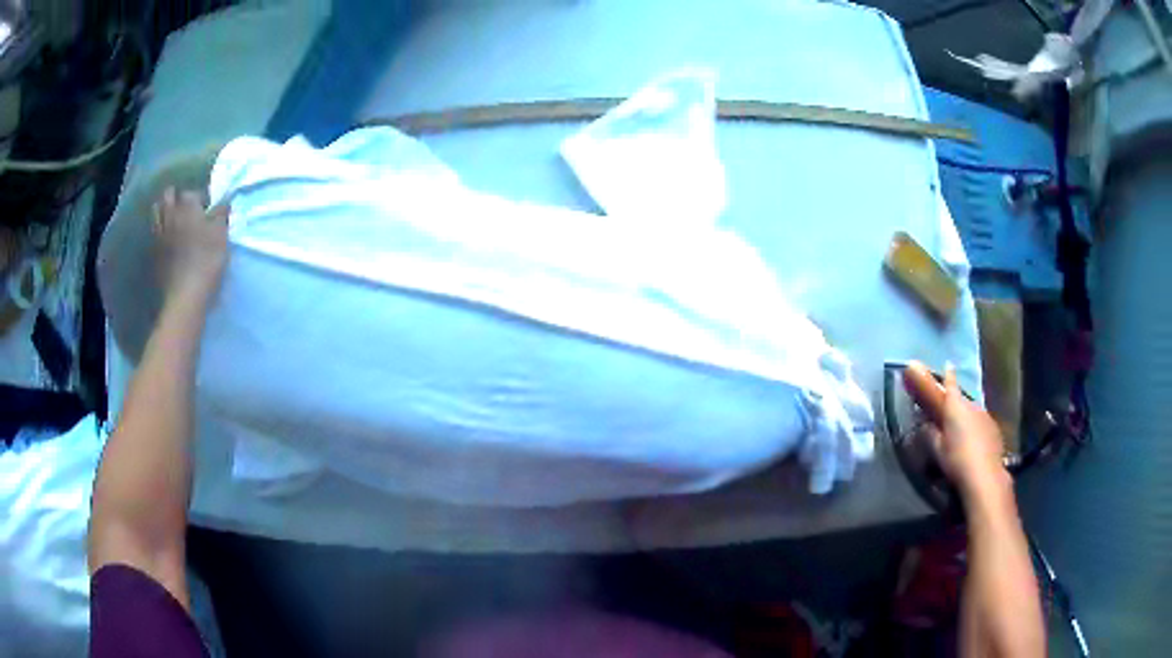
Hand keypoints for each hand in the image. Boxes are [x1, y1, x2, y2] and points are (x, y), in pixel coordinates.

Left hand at [152, 187, 228, 301]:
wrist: (185, 296)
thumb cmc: (207, 262)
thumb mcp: (221, 237)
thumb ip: (221, 216)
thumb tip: (223, 202)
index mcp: (188, 208)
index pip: (191, 193)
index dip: (199, 198)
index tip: (205, 208)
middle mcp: (171, 216)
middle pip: (168, 196)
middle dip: (175, 197)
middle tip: (185, 207)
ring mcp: (159, 235)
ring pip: (156, 213)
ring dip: (163, 211)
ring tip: (172, 218)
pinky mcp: (154, 253)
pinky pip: (154, 233)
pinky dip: (158, 230)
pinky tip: (165, 236)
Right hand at [902, 361, 1010, 502]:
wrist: (984, 475)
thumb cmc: (956, 460)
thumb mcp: (937, 450)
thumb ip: (930, 434)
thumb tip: (925, 425)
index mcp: (955, 406)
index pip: (950, 384)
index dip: (948, 375)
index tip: (947, 365)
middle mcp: (972, 405)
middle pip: (962, 400)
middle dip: (956, 405)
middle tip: (949, 416)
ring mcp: (985, 415)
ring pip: (973, 412)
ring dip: (967, 417)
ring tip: (961, 432)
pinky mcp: (994, 428)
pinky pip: (982, 423)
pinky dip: (976, 428)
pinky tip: (974, 442)